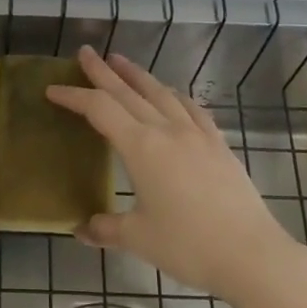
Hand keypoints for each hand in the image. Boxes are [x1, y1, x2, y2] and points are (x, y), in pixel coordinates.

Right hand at [46, 46, 306, 301]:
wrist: (253, 255)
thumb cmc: (189, 245)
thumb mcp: (138, 239)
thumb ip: (106, 229)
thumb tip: (81, 230)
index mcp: (141, 147)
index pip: (100, 109)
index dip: (74, 97)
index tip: (53, 89)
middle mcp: (167, 130)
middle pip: (128, 91)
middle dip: (102, 72)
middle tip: (85, 53)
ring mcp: (196, 134)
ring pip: (160, 92)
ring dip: (137, 75)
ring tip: (121, 61)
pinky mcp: (219, 144)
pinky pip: (191, 108)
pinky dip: (173, 95)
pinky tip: (171, 94)